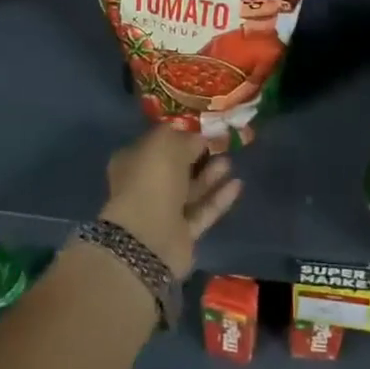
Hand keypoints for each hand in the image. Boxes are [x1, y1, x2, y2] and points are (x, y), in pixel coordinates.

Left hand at [100, 127, 241, 277]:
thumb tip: (198, 139)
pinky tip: (237, 184)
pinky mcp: (182, 235)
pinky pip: (202, 211)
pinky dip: (218, 199)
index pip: (155, 145)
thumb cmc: (151, 180)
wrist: (149, 237)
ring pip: (190, 191)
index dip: (177, 136)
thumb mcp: (166, 144)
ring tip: (229, 163)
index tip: (200, 131)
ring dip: (210, 177)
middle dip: (197, 157)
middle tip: (219, 146)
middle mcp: (145, 187)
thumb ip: (184, 139)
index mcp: (132, 163)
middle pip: (175, 169)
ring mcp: (163, 213)